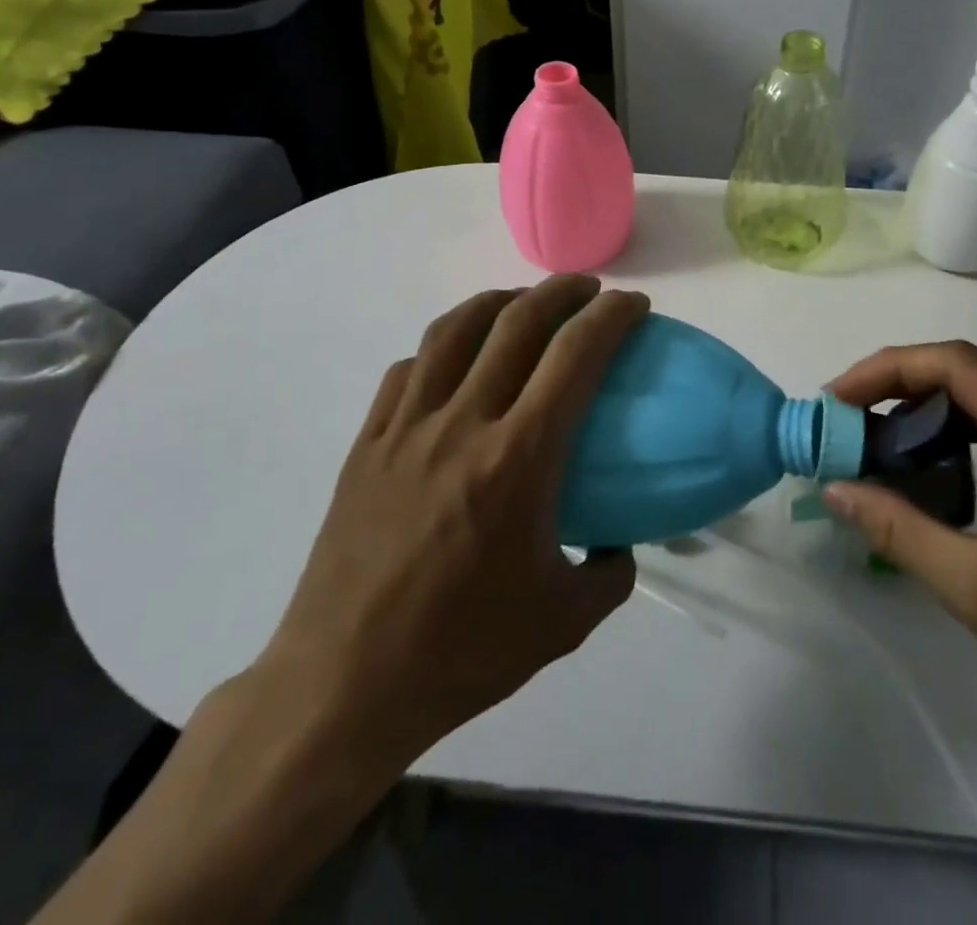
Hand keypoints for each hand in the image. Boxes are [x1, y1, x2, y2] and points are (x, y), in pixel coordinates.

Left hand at [257, 274, 648, 796]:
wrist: (343, 687)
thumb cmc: (462, 652)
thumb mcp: (563, 623)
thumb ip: (610, 574)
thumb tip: (621, 543)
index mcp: (518, 458)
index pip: (575, 356)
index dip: (611, 317)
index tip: (633, 306)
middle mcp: (462, 423)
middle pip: (516, 322)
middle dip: (562, 291)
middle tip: (589, 290)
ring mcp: (406, 428)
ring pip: (454, 330)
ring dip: (498, 301)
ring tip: (523, 303)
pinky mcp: (367, 444)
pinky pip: (408, 370)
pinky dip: (442, 347)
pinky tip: (455, 361)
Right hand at [823, 341, 976, 762]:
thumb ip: (899, 529)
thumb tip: (833, 487)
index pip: (958, 366)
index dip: (887, 370)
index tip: (835, 399)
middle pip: (969, 378)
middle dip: (897, 391)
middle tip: (843, 424)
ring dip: (922, 417)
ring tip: (868, 444)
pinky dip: (952, 442)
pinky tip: (920, 471)